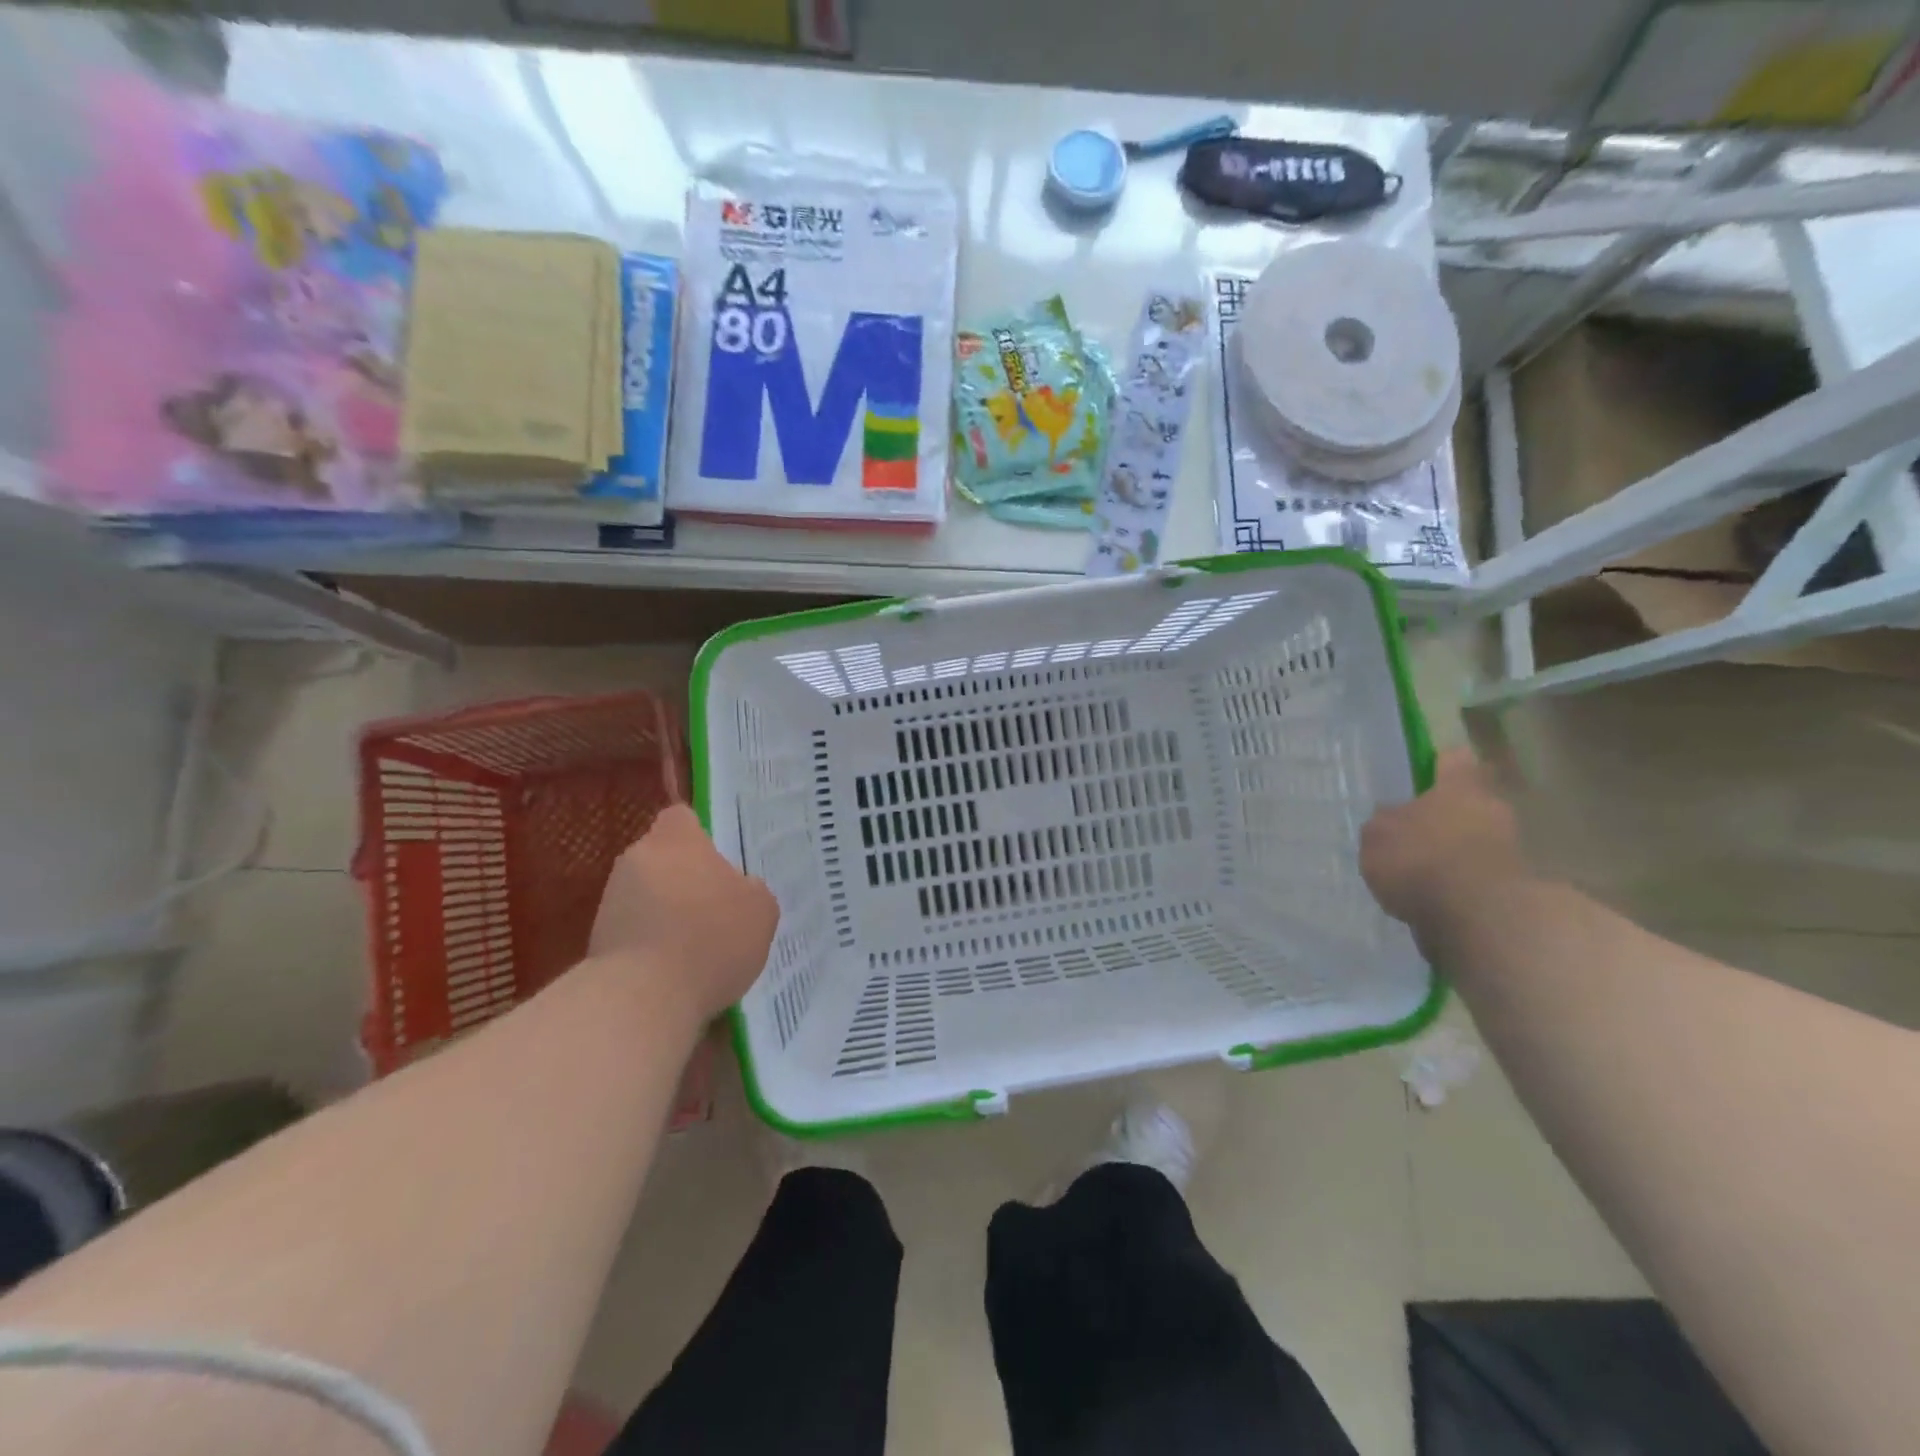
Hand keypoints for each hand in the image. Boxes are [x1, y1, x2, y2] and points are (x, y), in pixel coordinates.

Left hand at [589, 804, 778, 1023]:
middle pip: (663, 857)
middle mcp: (637, 858)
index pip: (681, 817)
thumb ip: (750, 889)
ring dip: (666, 912)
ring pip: (647, 894)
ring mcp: (612, 899)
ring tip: (695, 947)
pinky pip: (634, 930)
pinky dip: (651, 944)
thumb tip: (738, 890)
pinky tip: (675, 971)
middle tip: (714, 907)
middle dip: (684, 877)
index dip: (700, 835)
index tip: (719, 860)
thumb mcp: (761, 910)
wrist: (642, 998)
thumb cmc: (710, 938)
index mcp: (677, 840)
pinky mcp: (597, 939)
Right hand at [1360, 749, 1527, 932]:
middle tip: (1415, 837)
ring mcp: (1512, 849)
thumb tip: (1393, 818)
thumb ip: (1385, 823)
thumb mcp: (1378, 837)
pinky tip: (1438, 901)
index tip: (1425, 774)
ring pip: (1478, 840)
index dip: (1440, 764)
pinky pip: (1482, 875)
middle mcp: (1493, 810)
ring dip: (1456, 853)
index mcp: (1460, 788)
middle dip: (1447, 817)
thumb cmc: (1421, 860)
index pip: (1455, 759)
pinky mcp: (1518, 888)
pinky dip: (1465, 884)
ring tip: (1423, 876)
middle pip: (1470, 803)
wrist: (1481, 918)